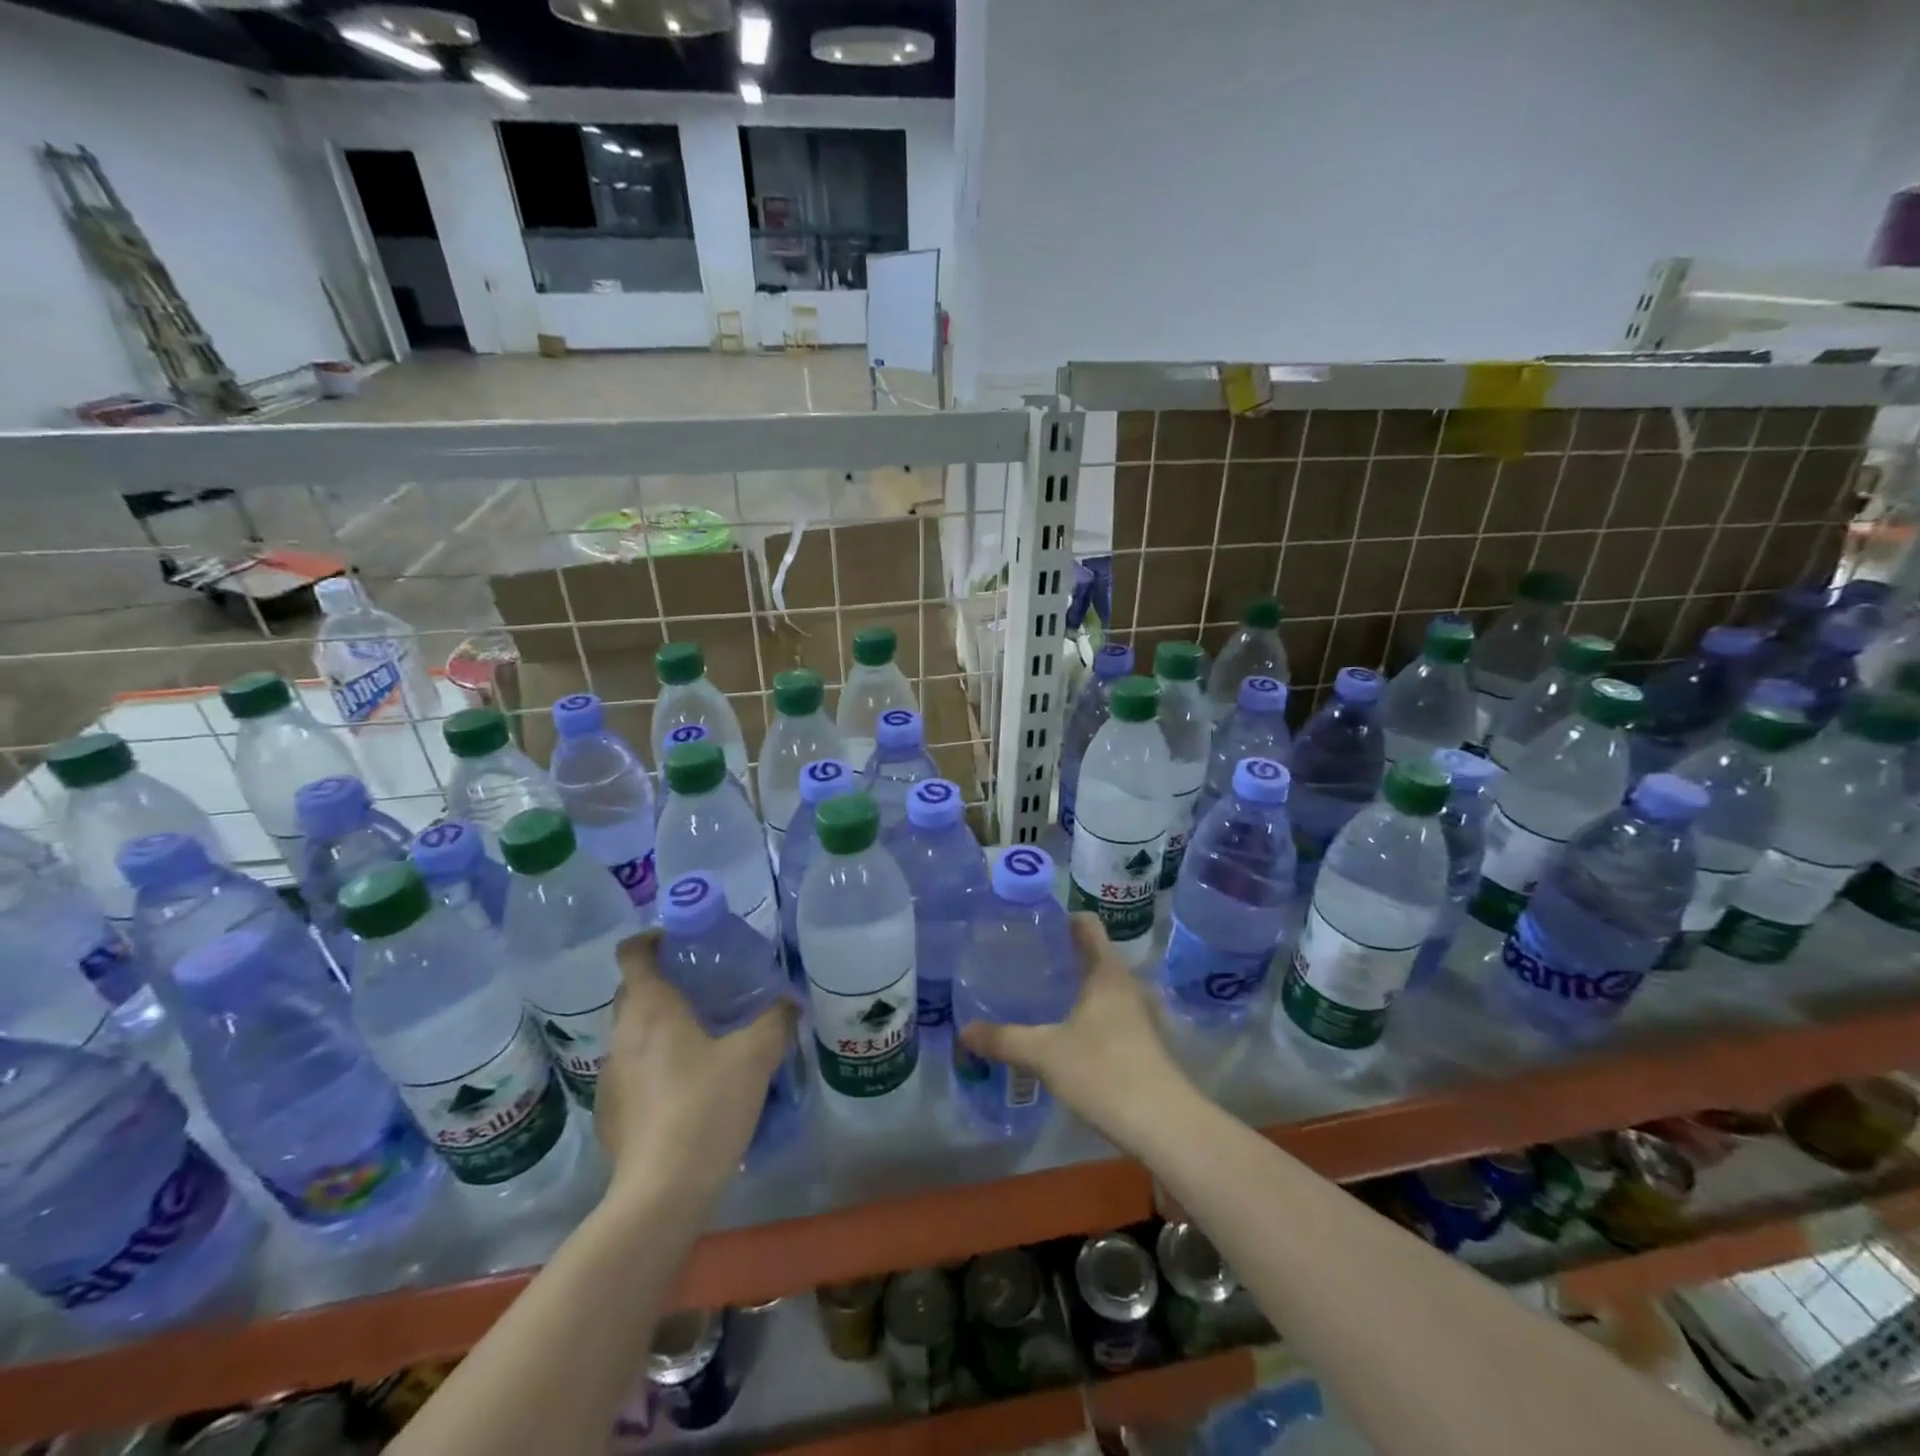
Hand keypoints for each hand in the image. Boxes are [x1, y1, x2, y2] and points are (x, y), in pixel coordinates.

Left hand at [597, 930, 797, 1203]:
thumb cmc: (706, 1106)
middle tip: (704, 988)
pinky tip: (686, 1088)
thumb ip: (776, 1020)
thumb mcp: (755, 1056)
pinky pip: (632, 1071)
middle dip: (663, 982)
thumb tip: (790, 1001)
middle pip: (632, 992)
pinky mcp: (610, 1113)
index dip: (652, 938)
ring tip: (701, 1039)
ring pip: (632, 1034)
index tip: (681, 941)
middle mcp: (621, 1036)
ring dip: (659, 1026)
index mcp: (650, 1009)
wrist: (661, 1193)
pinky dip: (655, 1064)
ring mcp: (609, 1077)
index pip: (632, 953)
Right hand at [957, 913, 1189, 1150]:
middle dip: (1063, 958)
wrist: (1163, 1125)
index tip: (1033, 926)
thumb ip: (1004, 1040)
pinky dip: (1090, 1016)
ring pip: (1104, 989)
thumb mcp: (1045, 1053)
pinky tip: (1067, 1035)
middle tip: (1027, 964)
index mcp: (1107, 972)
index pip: (1087, 925)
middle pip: (1095, 956)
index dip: (1061, 919)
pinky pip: (1112, 1015)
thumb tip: (964, 1031)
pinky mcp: (1145, 1044)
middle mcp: (1128, 985)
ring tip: (1042, 998)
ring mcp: (1142, 1016)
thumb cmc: (1103, 1071)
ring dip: (1077, 990)